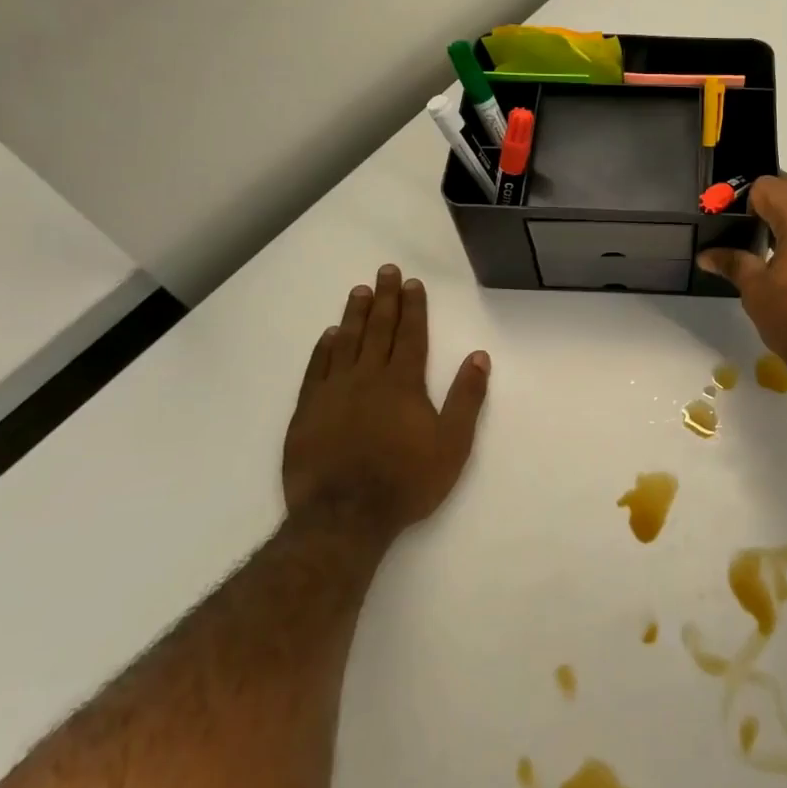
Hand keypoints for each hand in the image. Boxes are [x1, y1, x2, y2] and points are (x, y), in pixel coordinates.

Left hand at [282, 265, 490, 537]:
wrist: (344, 517)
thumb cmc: (406, 481)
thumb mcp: (452, 444)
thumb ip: (466, 398)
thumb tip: (479, 357)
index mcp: (403, 383)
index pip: (410, 335)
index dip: (413, 307)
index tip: (413, 283)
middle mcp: (368, 377)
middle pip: (378, 329)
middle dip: (386, 298)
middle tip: (386, 270)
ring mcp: (333, 392)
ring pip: (346, 342)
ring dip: (355, 314)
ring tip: (359, 290)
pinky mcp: (307, 411)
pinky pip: (316, 369)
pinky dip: (323, 348)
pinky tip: (329, 334)